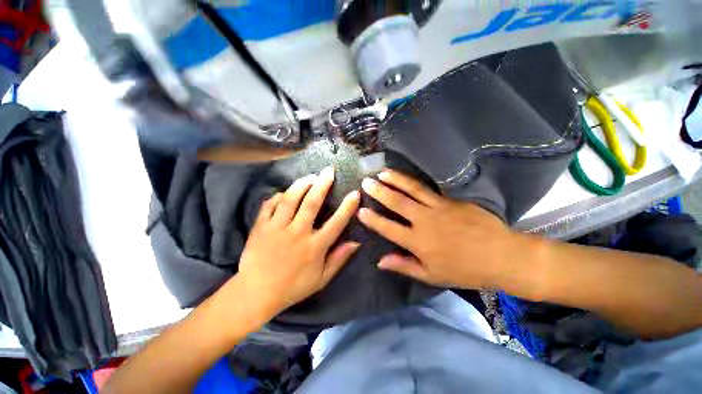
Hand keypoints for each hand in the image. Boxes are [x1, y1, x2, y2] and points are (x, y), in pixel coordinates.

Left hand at [237, 167, 360, 314]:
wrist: (256, 293)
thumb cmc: (293, 287)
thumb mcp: (321, 279)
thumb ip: (339, 259)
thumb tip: (356, 242)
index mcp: (314, 247)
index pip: (336, 222)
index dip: (348, 207)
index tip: (355, 193)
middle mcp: (297, 233)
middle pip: (312, 203)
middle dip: (322, 184)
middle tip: (329, 171)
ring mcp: (276, 228)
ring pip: (290, 199)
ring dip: (301, 184)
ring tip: (310, 177)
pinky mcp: (260, 227)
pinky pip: (270, 204)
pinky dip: (279, 196)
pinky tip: (286, 192)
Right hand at [358, 169, 514, 288]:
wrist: (501, 256)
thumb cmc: (465, 270)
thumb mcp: (432, 275)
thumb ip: (404, 266)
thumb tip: (380, 261)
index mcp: (418, 243)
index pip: (388, 228)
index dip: (373, 219)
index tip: (360, 210)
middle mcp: (424, 222)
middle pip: (397, 203)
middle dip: (379, 192)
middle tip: (366, 182)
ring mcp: (438, 208)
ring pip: (412, 190)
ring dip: (395, 179)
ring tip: (382, 172)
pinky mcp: (451, 200)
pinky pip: (429, 188)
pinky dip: (414, 181)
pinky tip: (405, 175)